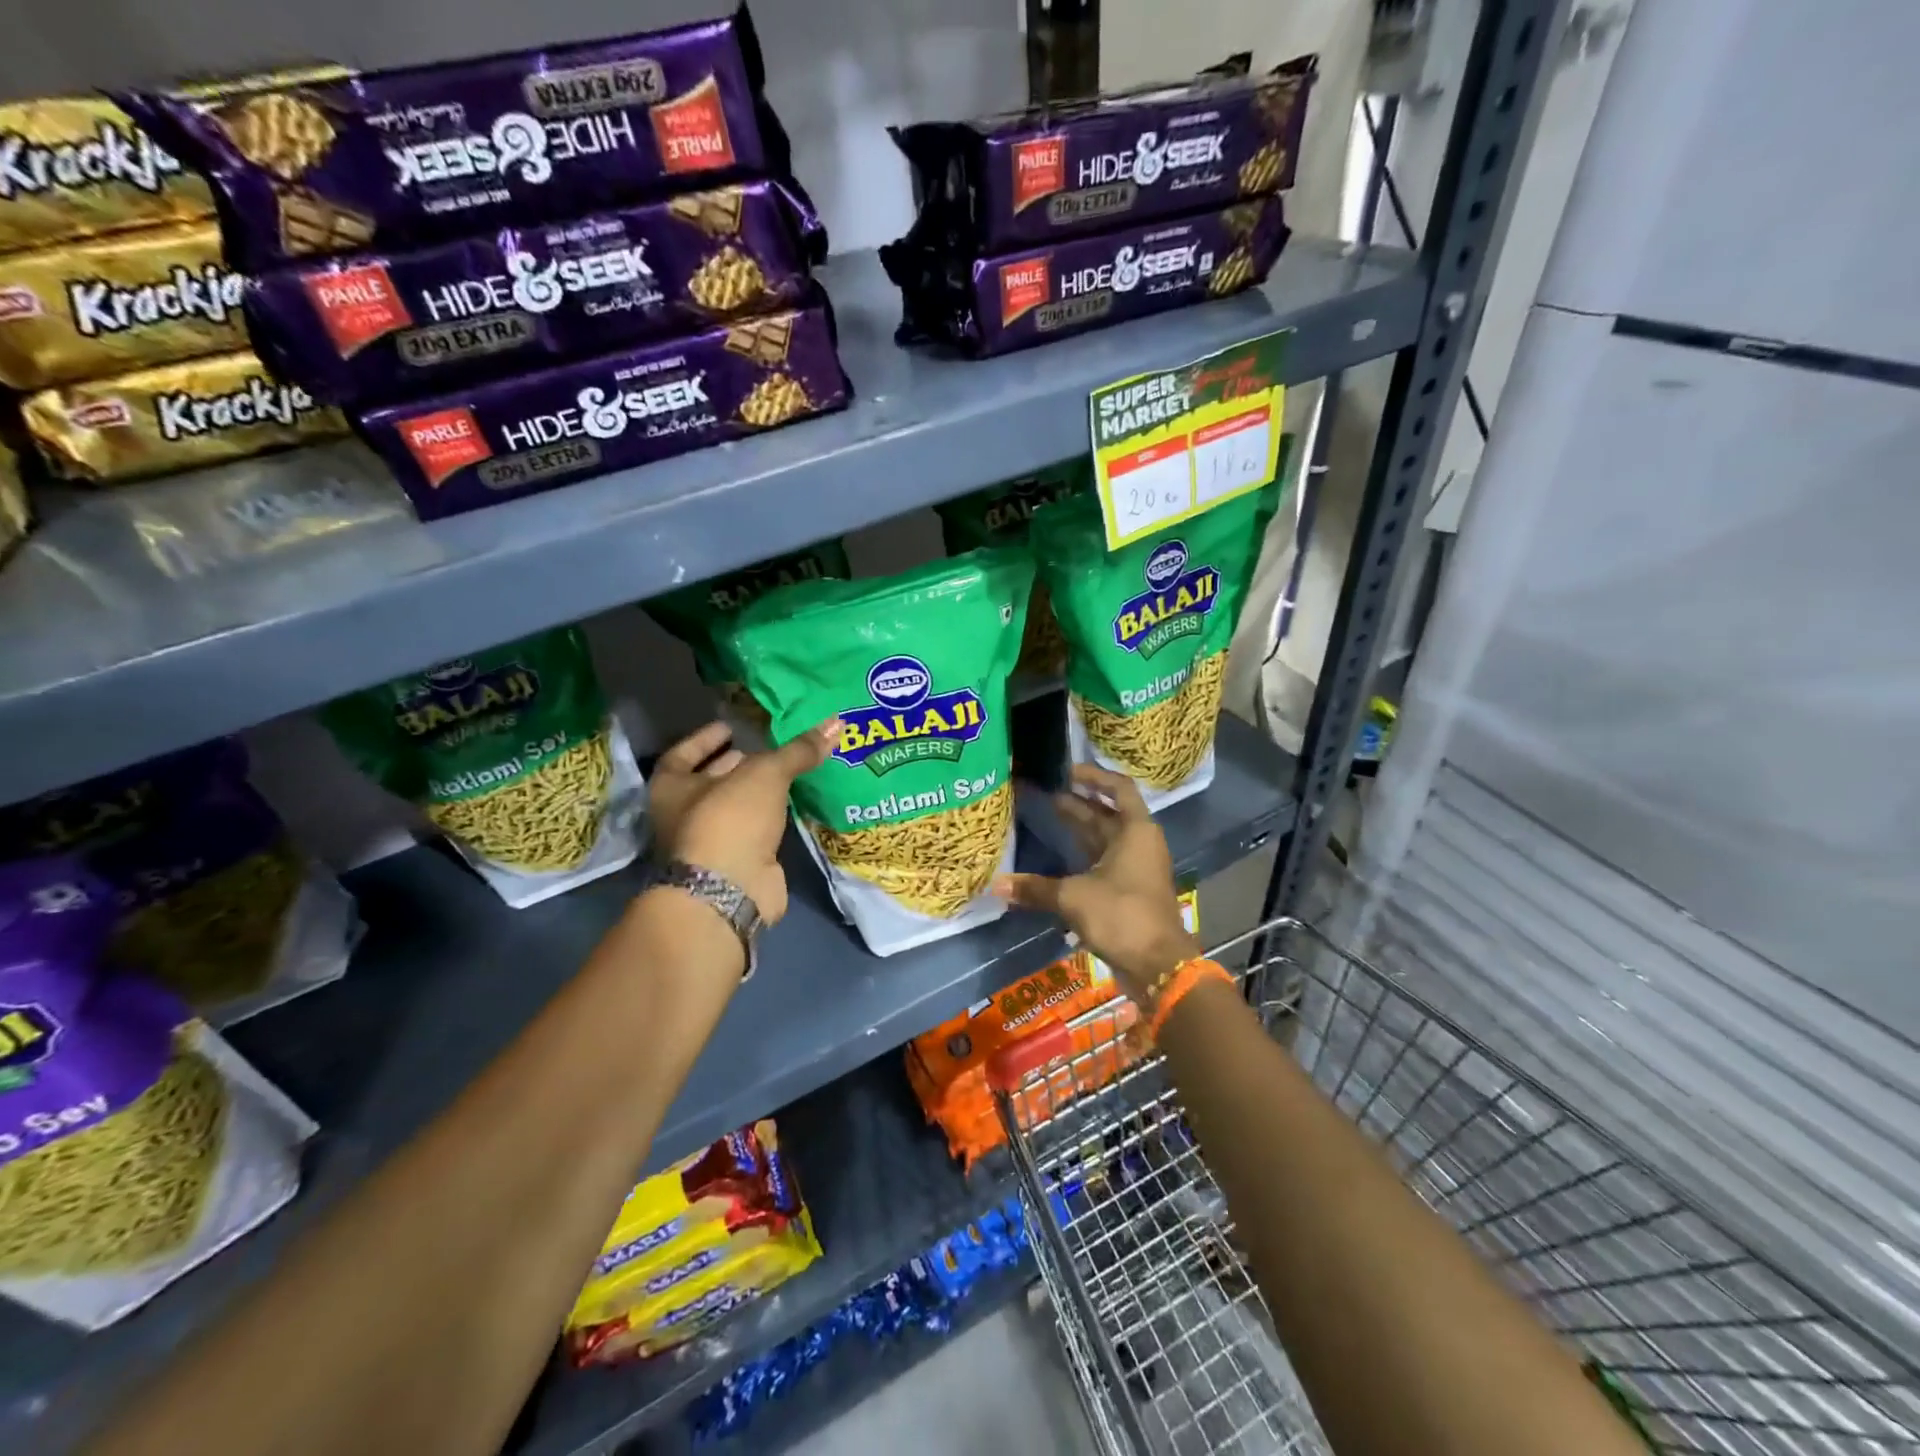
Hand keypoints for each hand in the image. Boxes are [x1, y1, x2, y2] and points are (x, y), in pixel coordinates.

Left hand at [648, 719, 837, 924]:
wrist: (731, 889)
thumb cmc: (730, 819)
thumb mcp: (766, 773)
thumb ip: (798, 750)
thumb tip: (836, 723)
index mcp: (671, 788)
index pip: (682, 754)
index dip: (705, 739)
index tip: (730, 728)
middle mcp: (683, 815)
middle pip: (708, 783)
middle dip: (734, 765)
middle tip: (763, 749)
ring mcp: (709, 844)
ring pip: (734, 809)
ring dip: (755, 793)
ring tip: (785, 772)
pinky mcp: (736, 864)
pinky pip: (754, 832)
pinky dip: (770, 818)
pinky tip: (792, 804)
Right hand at [992, 764, 1199, 1004]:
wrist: (1159, 966)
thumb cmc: (1122, 915)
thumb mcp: (1073, 897)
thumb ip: (1035, 888)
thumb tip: (996, 885)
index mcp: (1136, 831)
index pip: (1118, 788)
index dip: (1093, 776)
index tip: (1066, 771)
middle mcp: (1139, 844)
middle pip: (1107, 814)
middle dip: (1077, 803)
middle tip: (1044, 794)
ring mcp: (1136, 869)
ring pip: (1105, 839)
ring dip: (1079, 829)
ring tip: (1048, 817)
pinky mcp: (1129, 892)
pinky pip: (1103, 863)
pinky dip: (1082, 857)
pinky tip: (1057, 858)